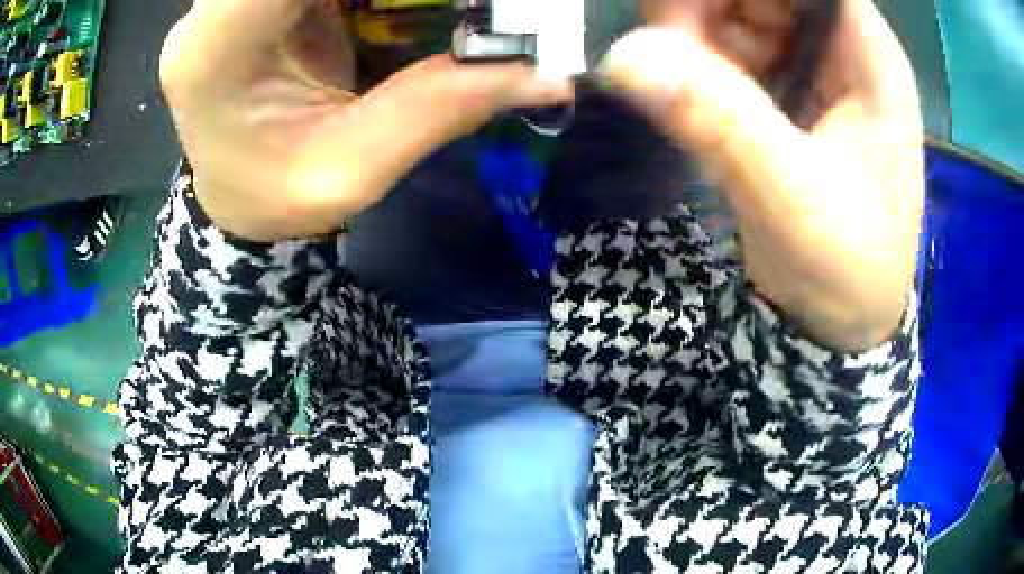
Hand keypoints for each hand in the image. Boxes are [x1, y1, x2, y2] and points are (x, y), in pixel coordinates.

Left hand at [161, 0, 572, 240]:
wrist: (234, 193)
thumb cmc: (275, 198)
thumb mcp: (352, 170)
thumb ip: (440, 108)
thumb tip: (551, 75)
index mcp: (216, 51)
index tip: (469, 3)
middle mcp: (212, 9)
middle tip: (457, 10)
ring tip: (426, 15)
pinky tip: (399, 10)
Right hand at [600, 0, 924, 350]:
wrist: (844, 325)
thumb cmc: (848, 269)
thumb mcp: (791, 198)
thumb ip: (719, 121)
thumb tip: (624, 57)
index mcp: (867, 55)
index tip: (682, 15)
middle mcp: (840, 47)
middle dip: (705, 8)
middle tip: (664, 49)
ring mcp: (811, 68)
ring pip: (737, 12)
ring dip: (693, 33)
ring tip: (672, 80)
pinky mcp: (785, 93)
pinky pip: (729, 49)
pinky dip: (696, 60)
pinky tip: (686, 94)